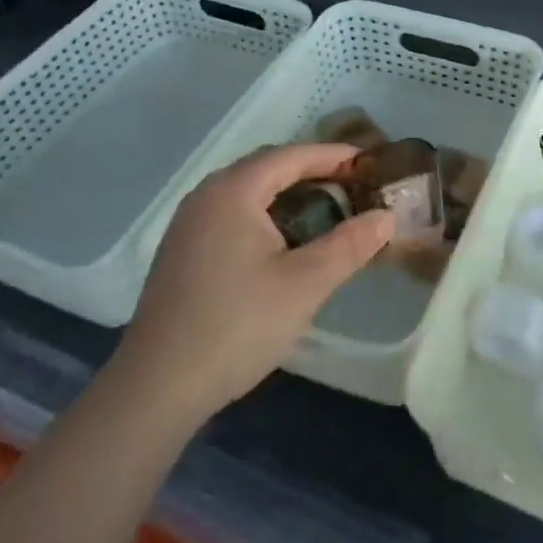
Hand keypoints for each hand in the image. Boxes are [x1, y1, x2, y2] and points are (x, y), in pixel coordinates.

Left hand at [117, 143, 393, 423]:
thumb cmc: (236, 326)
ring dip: (287, 192)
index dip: (333, 155)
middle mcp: (207, 194)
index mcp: (234, 190)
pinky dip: (264, 212)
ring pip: (247, 190)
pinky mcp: (182, 250)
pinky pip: (231, 212)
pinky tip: (282, 240)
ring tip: (325, 209)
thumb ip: (349, 245)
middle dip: (311, 171)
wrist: (156, 387)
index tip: (368, 162)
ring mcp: (189, 223)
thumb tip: (386, 217)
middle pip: (267, 166)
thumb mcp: (305, 284)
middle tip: (351, 185)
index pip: (291, 156)